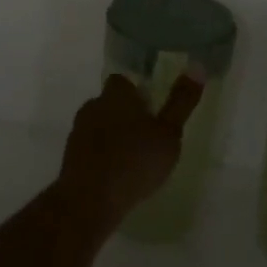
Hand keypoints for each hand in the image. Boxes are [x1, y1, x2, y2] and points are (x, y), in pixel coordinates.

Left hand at [56, 74, 203, 231]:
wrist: (89, 200)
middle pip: (111, 102)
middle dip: (125, 114)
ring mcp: (78, 132)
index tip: (151, 108)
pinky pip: (90, 149)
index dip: (136, 92)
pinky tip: (115, 175)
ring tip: (132, 158)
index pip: (123, 81)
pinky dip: (101, 156)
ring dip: (112, 136)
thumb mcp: (169, 133)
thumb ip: (182, 101)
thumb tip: (197, 65)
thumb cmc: (135, 161)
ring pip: (99, 125)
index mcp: (117, 94)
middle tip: (146, 136)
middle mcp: (94, 105)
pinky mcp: (69, 157)